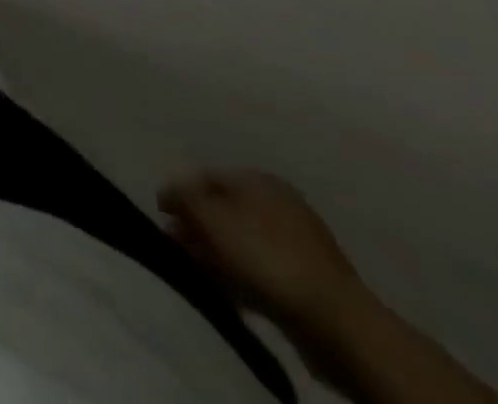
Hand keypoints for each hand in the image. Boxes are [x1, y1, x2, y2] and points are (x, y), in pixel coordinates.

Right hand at [158, 169, 365, 330]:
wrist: (335, 321)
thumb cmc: (264, 255)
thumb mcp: (210, 216)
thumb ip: (182, 196)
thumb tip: (170, 194)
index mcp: (259, 179)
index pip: (206, 177)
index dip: (180, 193)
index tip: (162, 216)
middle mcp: (280, 204)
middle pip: (225, 210)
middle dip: (198, 227)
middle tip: (177, 245)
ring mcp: (299, 245)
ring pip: (243, 243)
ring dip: (217, 254)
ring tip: (199, 271)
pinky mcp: (308, 282)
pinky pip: (263, 271)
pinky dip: (242, 277)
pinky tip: (229, 291)